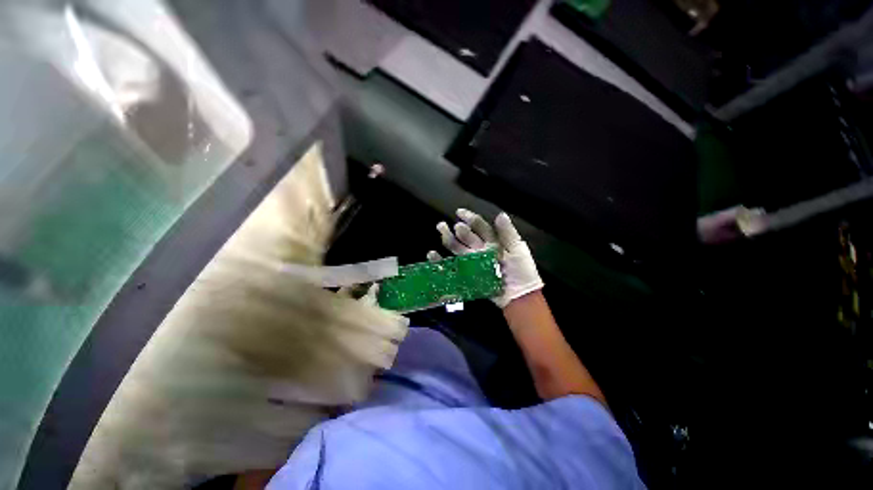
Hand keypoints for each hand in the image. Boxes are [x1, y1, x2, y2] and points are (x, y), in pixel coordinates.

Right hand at [428, 209, 542, 307]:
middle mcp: (482, 249)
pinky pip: (454, 266)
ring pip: (459, 248)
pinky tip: (432, 255)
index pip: (480, 226)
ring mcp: (474, 262)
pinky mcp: (469, 274)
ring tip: (440, 232)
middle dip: (456, 229)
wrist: (520, 295)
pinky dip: (441, 261)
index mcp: (493, 241)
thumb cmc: (522, 271)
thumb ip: (508, 233)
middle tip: (444, 225)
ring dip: (448, 240)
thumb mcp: (518, 249)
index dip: (470, 218)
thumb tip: (500, 214)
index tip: (459, 213)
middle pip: (467, 237)